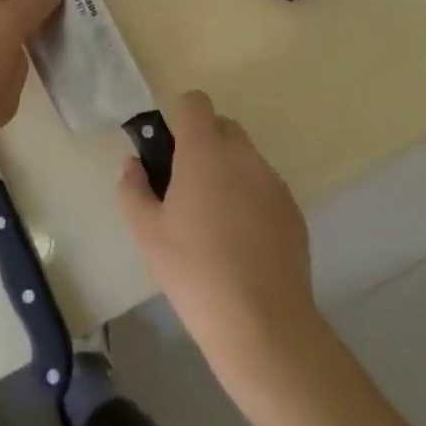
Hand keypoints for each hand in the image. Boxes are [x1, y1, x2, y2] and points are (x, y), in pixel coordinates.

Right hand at [117, 92, 317, 384]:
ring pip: (245, 158)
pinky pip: (265, 187)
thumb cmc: (194, 270)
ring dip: (228, 172)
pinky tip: (242, 242)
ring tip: (215, 222)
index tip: (169, 152)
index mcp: (205, 151)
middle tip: (186, 188)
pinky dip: (251, 199)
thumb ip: (132, 188)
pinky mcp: (293, 209)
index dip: (180, 118)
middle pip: (223, 127)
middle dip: (204, 144)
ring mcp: (272, 181)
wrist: (262, 322)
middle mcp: (243, 155)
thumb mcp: (146, 232)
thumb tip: (133, 163)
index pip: (195, 102)